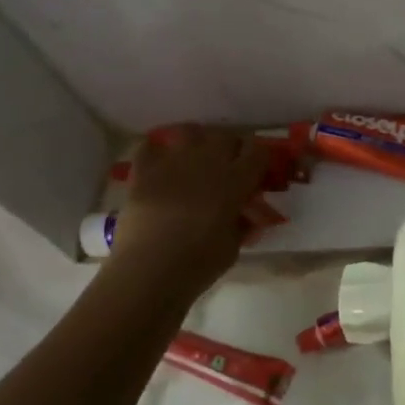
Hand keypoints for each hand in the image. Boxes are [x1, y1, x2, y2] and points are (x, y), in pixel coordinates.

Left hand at [105, 126, 269, 300]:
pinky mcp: (143, 172)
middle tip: (229, 168)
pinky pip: (150, 146)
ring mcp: (172, 163)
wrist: (148, 271)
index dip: (261, 159)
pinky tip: (161, 164)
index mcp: (234, 181)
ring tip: (196, 158)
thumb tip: (246, 215)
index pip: (258, 153)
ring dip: (198, 141)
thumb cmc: (198, 264)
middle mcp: (206, 162)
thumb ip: (242, 223)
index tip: (260, 172)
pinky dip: (158, 151)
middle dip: (231, 149)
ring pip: (191, 133)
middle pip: (226, 137)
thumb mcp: (233, 246)